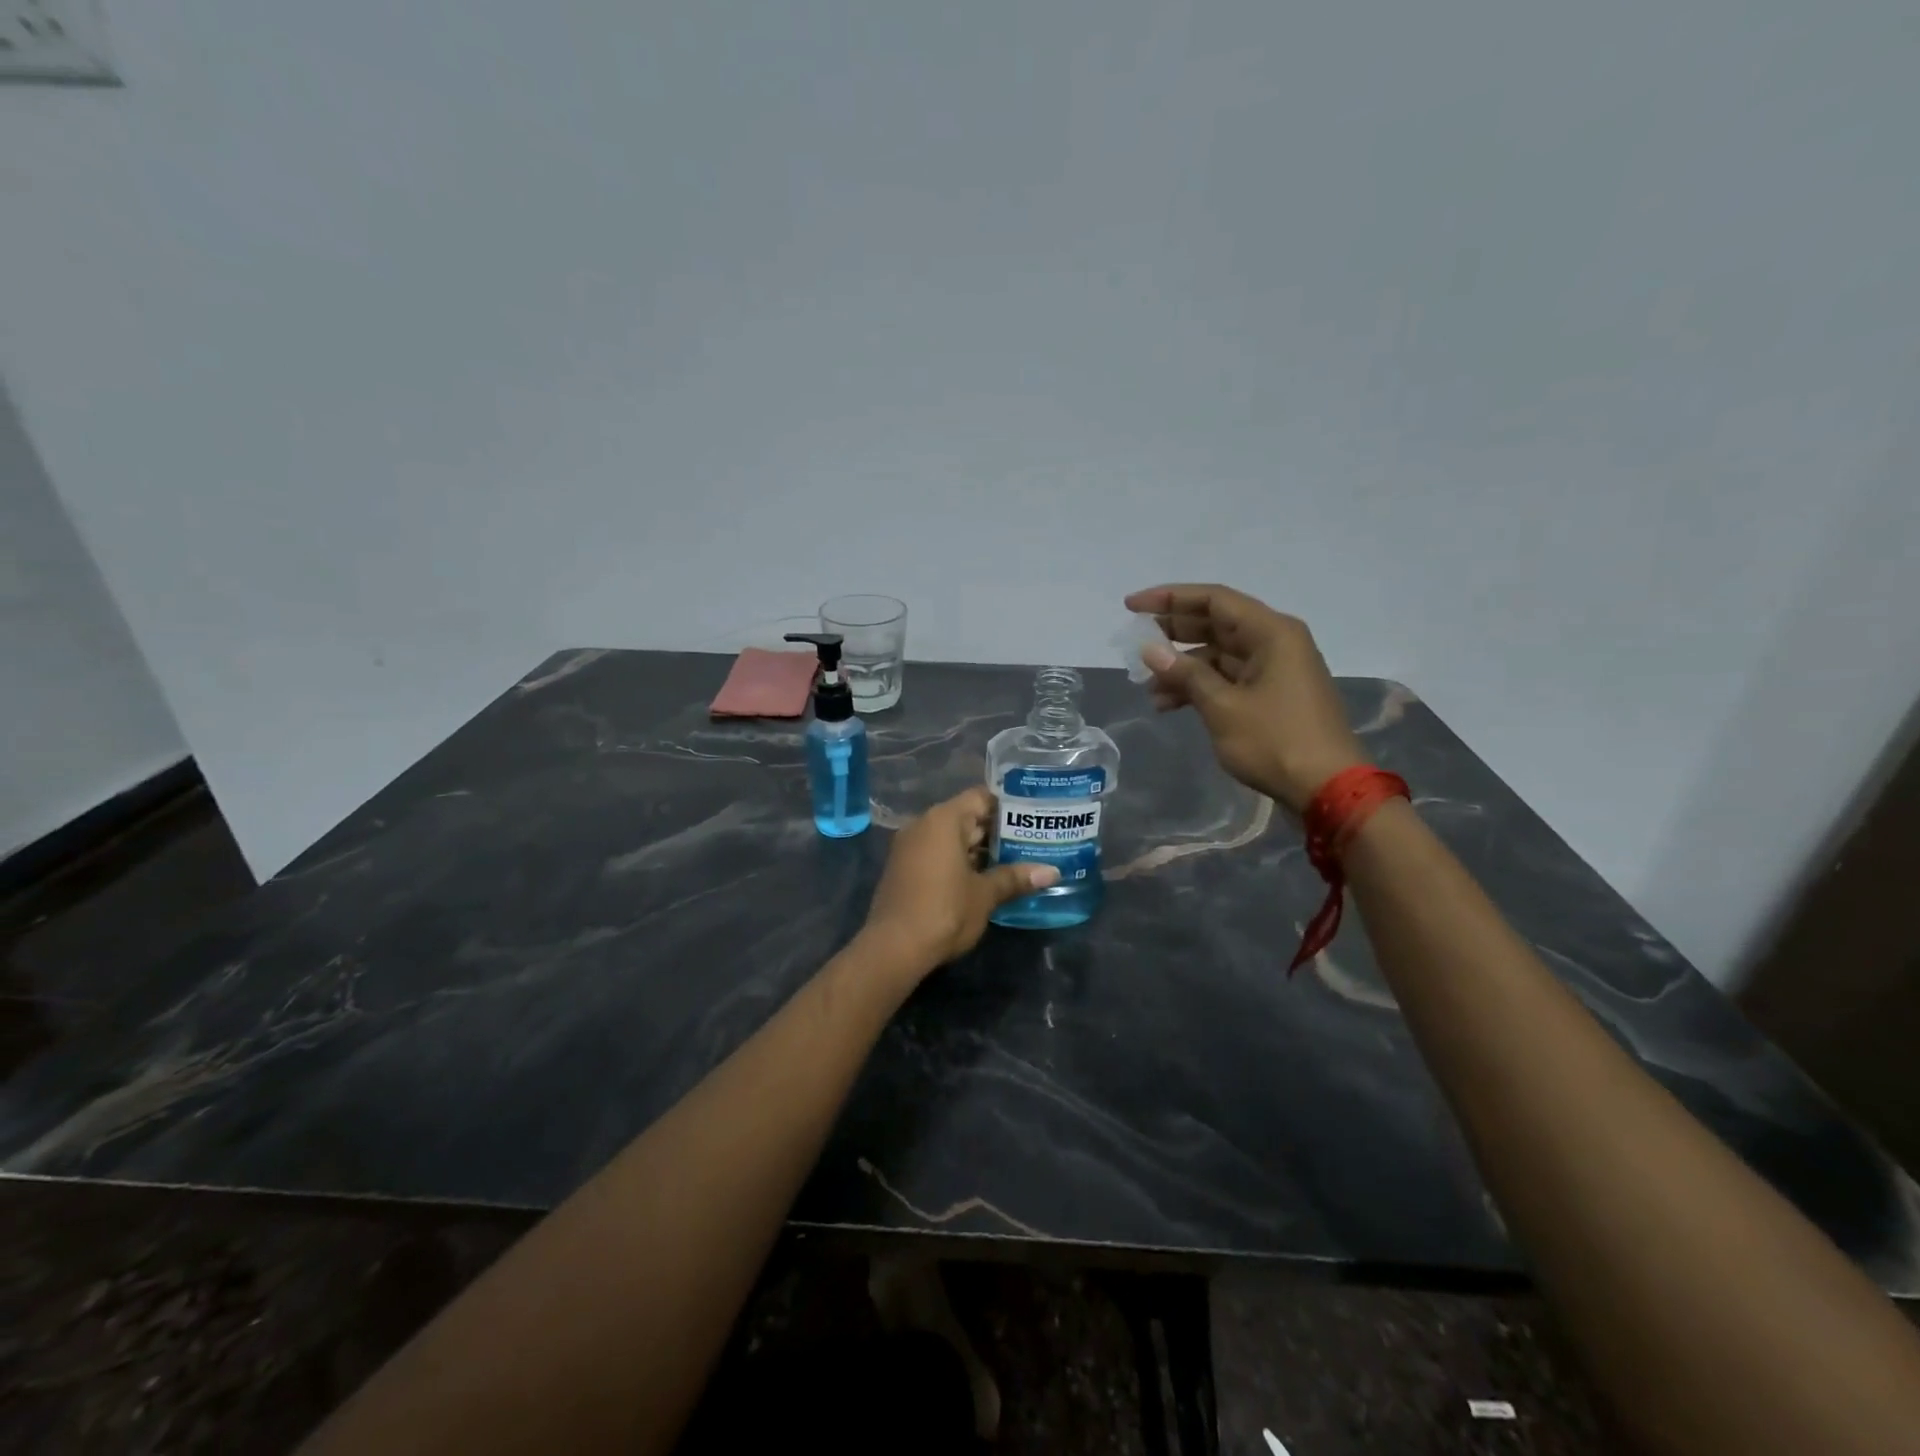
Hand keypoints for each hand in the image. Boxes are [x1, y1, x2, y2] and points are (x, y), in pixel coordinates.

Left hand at [860, 787, 1059, 973]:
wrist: (894, 948)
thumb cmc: (945, 911)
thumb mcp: (985, 894)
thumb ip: (1015, 878)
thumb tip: (1052, 872)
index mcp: (943, 819)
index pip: (980, 798)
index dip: (1008, 806)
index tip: (1033, 817)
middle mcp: (923, 825)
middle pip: (966, 818)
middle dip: (997, 832)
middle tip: (1032, 841)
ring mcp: (910, 847)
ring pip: (951, 839)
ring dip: (979, 850)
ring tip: (1016, 860)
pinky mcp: (904, 869)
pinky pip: (937, 854)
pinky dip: (959, 862)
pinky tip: (984, 879)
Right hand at [1123, 584, 1367, 814]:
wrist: (1327, 788)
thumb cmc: (1275, 741)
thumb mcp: (1223, 707)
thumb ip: (1186, 674)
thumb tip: (1151, 650)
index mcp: (1271, 633)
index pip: (1213, 600)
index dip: (1170, 598)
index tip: (1132, 606)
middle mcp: (1275, 642)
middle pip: (1215, 624)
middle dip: (1173, 633)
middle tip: (1135, 642)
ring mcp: (1275, 670)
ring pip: (1218, 655)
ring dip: (1182, 668)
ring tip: (1148, 688)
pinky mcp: (1271, 696)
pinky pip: (1228, 679)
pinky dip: (1199, 687)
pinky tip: (1169, 705)